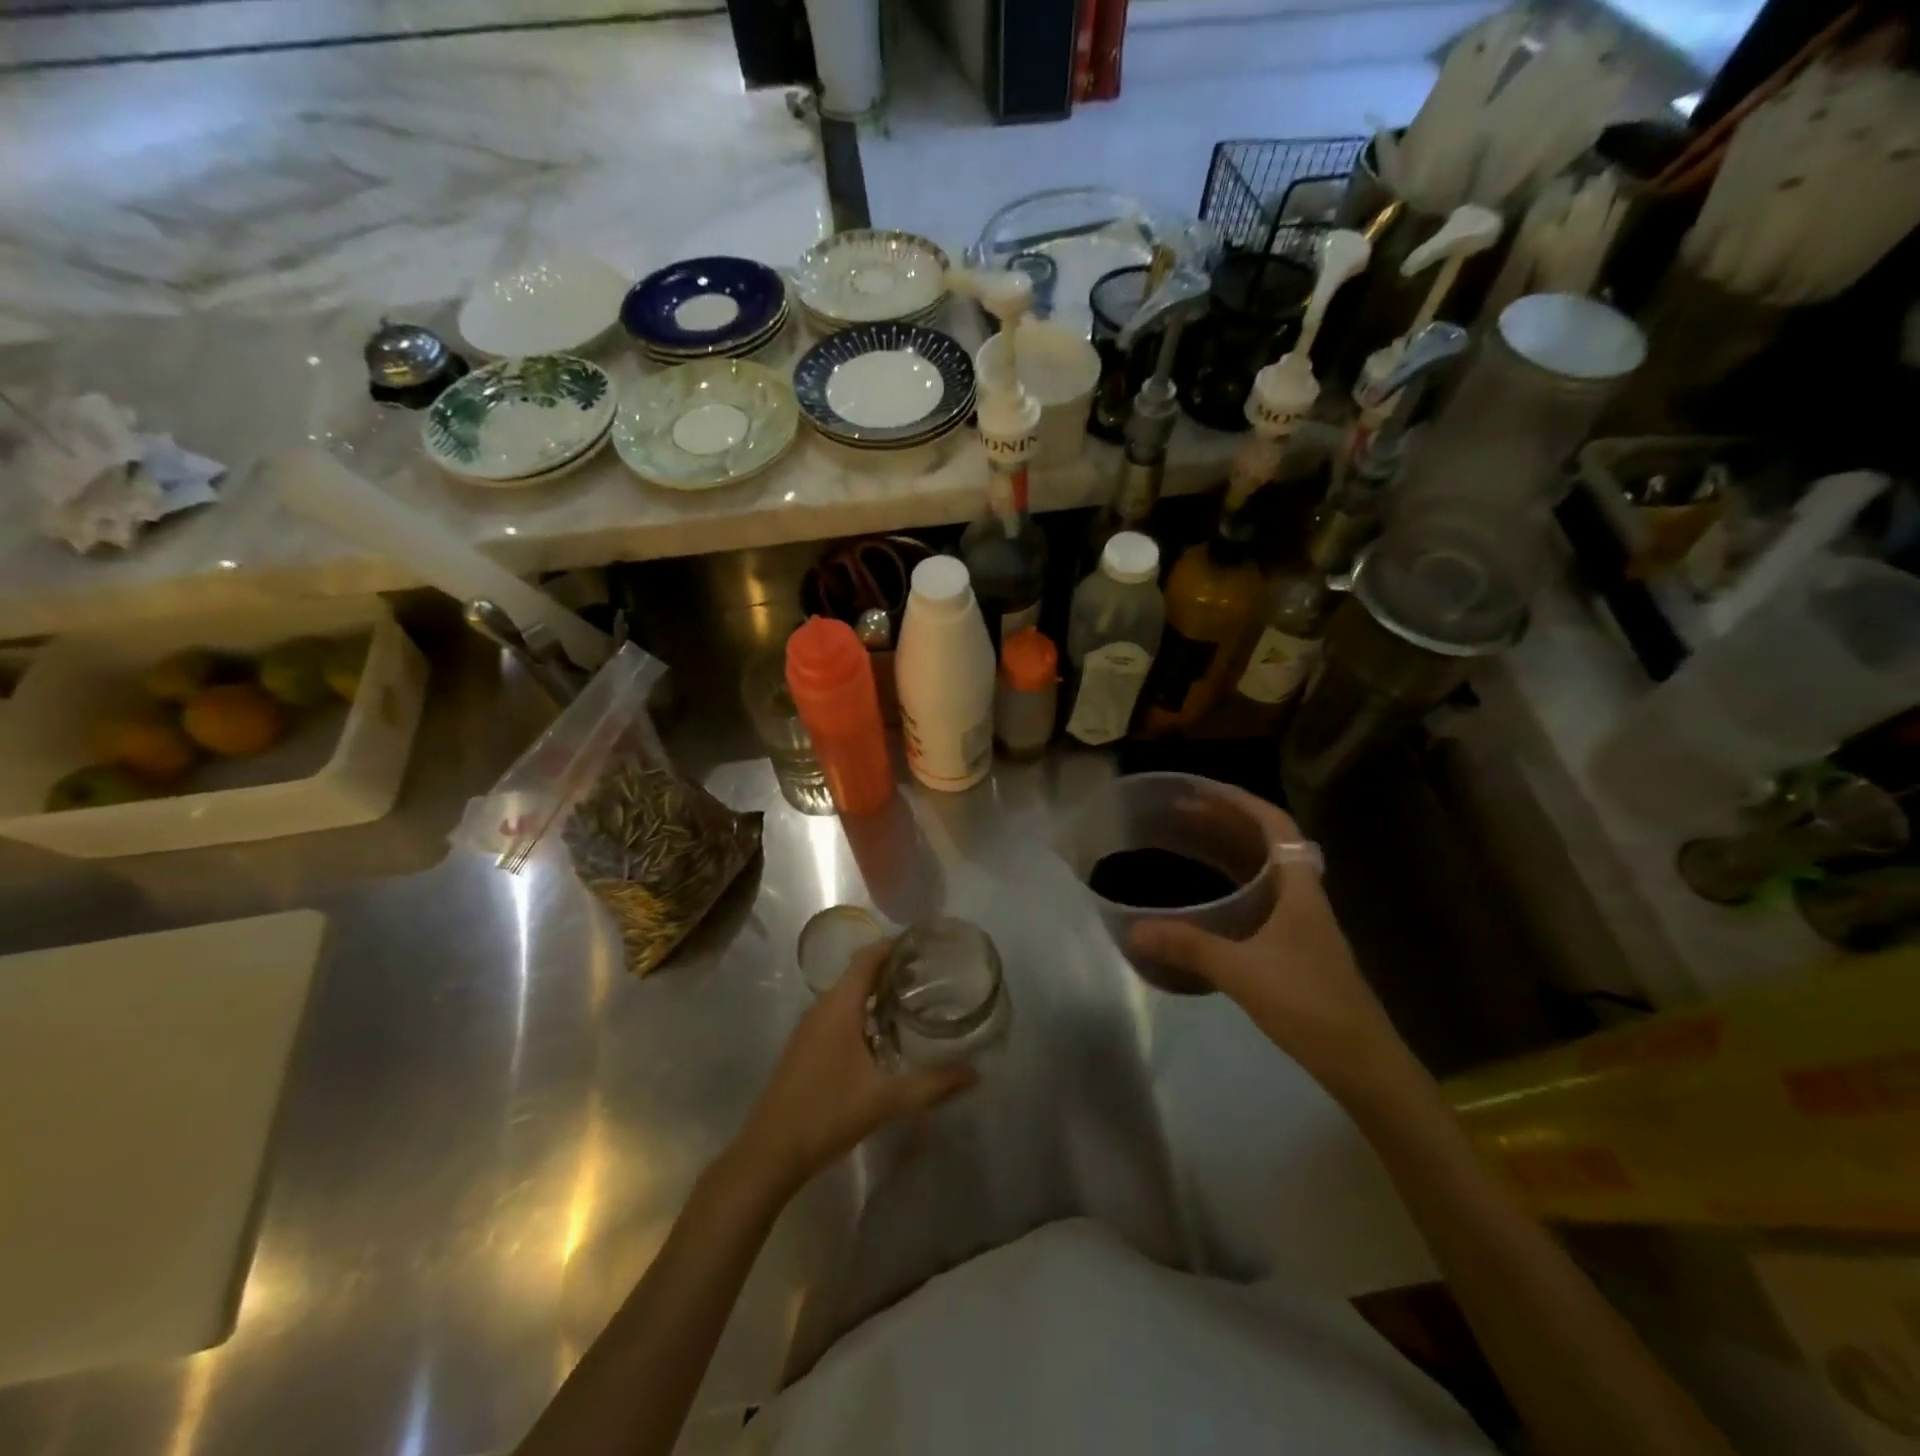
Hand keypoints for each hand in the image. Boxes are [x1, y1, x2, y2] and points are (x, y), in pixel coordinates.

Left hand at [737, 939, 976, 1191]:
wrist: (770, 1151)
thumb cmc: (827, 1113)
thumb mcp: (886, 1100)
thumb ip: (932, 1085)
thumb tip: (974, 1075)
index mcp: (839, 1006)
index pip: (868, 958)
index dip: (894, 946)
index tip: (924, 944)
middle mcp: (822, 1007)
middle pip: (858, 973)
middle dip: (891, 969)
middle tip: (928, 974)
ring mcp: (809, 1028)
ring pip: (847, 995)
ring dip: (876, 992)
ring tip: (911, 1000)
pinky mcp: (805, 1047)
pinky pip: (838, 1013)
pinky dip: (863, 1011)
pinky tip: (882, 1036)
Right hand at [1127, 790, 1421, 1106]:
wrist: (1361, 1061)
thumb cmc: (1308, 1005)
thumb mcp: (1242, 972)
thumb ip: (1189, 946)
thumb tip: (1134, 929)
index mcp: (1299, 888)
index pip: (1275, 825)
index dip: (1239, 801)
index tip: (1200, 790)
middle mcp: (1302, 895)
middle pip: (1265, 841)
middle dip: (1224, 820)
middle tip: (1179, 812)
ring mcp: (1301, 921)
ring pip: (1262, 868)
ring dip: (1228, 849)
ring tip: (1188, 840)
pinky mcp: (1295, 945)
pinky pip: (1259, 895)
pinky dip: (1232, 882)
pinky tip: (1208, 895)